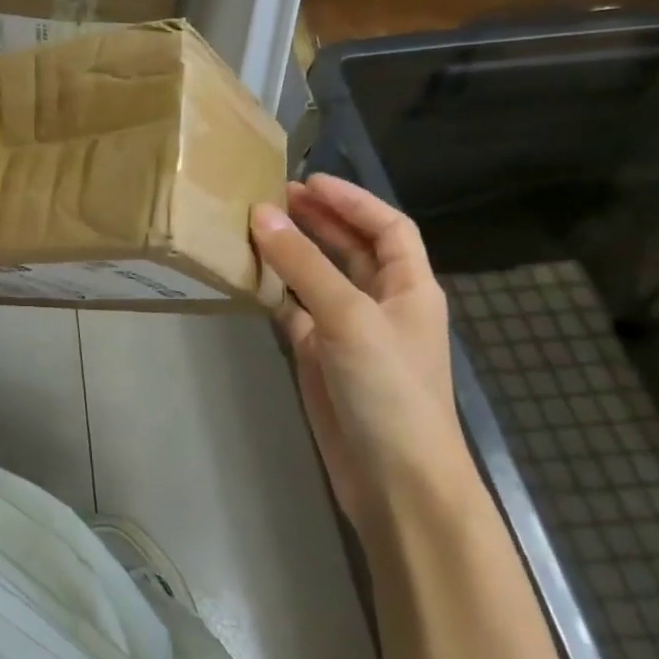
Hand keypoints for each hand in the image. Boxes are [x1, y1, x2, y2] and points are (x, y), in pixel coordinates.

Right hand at [250, 175, 470, 536]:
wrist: (394, 479)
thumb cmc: (388, 389)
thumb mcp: (348, 316)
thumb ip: (304, 264)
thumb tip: (262, 213)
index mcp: (410, 287)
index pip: (387, 227)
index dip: (352, 200)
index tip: (307, 179)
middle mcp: (382, 303)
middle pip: (351, 248)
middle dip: (318, 220)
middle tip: (270, 196)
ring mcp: (349, 332)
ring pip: (318, 278)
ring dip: (292, 253)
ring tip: (253, 227)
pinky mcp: (321, 358)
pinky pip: (295, 311)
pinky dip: (275, 291)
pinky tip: (248, 276)